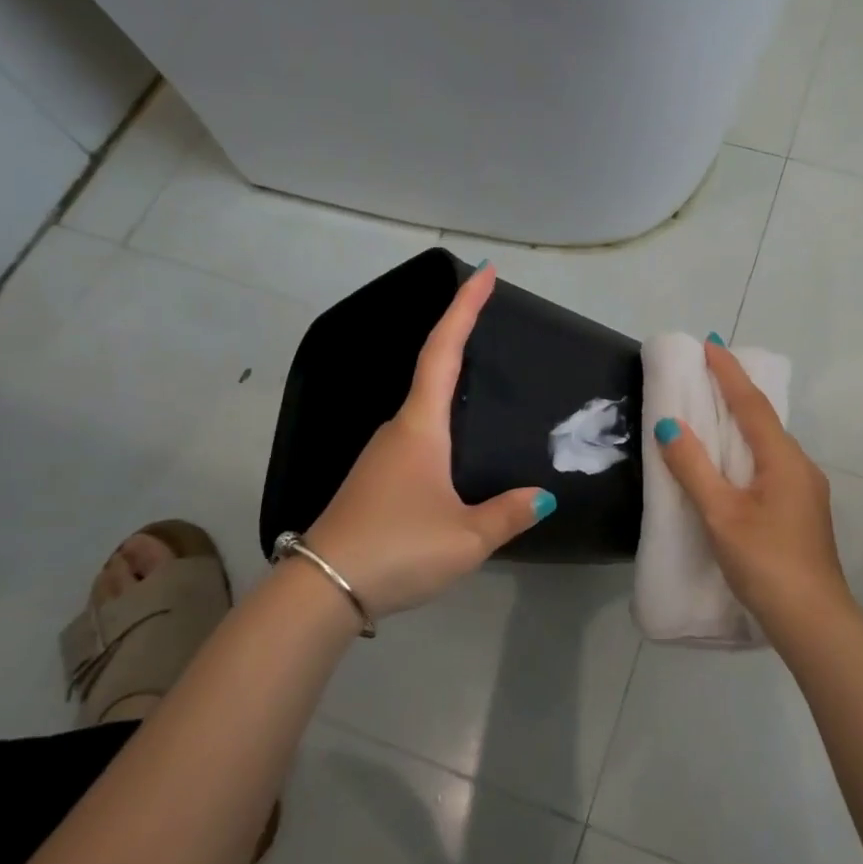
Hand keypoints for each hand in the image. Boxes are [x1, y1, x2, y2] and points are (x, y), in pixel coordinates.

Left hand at [301, 265, 552, 619]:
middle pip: (432, 369)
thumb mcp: (466, 538)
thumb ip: (508, 514)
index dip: (465, 308)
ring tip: (486, 382)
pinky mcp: (376, 479)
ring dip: (453, 383)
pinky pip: (418, 437)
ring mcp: (382, 454)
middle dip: (460, 336)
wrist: (320, 591)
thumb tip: (543, 496)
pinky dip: (443, 424)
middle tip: (492, 317)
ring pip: (425, 408)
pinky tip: (458, 451)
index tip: (485, 272)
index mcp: (420, 427)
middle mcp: (398, 429)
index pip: (443, 350)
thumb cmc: (397, 548)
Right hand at [654, 342, 851, 632]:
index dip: (729, 372)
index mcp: (782, 459)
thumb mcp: (721, 514)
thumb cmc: (766, 562)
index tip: (710, 343)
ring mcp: (805, 490)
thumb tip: (669, 424)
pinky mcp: (802, 511)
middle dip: (736, 392)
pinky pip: (771, 465)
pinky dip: (748, 450)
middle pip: (763, 419)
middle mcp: (800, 465)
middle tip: (707, 371)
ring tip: (714, 411)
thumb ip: (694, 468)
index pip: (751, 403)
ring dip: (743, 423)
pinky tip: (734, 463)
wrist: (813, 621)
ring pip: (768, 444)